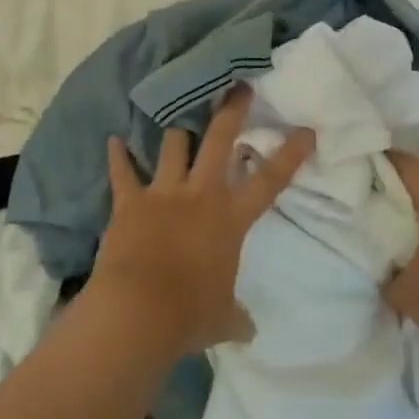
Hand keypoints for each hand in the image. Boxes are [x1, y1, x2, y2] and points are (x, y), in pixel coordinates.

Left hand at [88, 88, 314, 356]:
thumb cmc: (189, 315)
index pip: (270, 180)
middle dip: (231, 111)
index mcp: (230, 219)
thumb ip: (236, 317)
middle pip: (220, 140)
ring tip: (178, 115)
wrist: (138, 312)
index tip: (306, 130)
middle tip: (238, 86)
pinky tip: (113, 140)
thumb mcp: (222, 319)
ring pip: (173, 146)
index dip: (291, 154)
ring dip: (177, 132)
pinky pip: (122, 172)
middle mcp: (200, 195)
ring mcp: (163, 193)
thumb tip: (248, 331)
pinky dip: (117, 157)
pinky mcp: (129, 201)